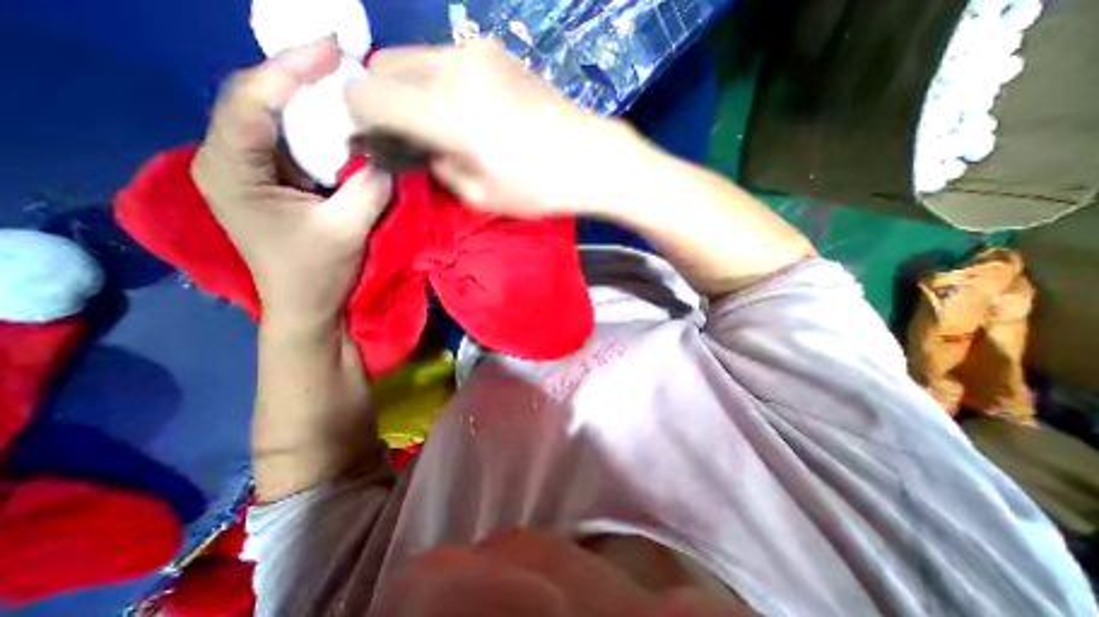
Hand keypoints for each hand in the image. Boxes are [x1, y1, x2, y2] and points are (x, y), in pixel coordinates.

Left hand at [196, 39, 391, 328]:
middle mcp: (225, 160)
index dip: (292, 69)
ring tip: (343, 89)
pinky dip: (313, 132)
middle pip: (256, 100)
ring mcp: (246, 171)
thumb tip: (388, 155)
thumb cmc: (319, 272)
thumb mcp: (348, 228)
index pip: (252, 99)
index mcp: (231, 168)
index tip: (333, 49)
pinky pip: (288, 144)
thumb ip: (369, 186)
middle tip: (342, 64)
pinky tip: (338, 128)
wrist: (308, 306)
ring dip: (308, 104)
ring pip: (272, 120)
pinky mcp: (267, 184)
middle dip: (299, 78)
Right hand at [343, 38, 636, 216]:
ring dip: (412, 89)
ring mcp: (478, 53)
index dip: (360, 116)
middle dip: (383, 99)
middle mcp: (454, 69)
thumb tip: (422, 148)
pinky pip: (446, 59)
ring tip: (442, 125)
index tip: (377, 139)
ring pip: (414, 58)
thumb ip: (439, 168)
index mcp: (447, 114)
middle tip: (409, 134)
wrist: (591, 158)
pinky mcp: (498, 52)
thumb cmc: (540, 188)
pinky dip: (439, 81)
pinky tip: (467, 110)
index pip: (367, 94)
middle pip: (383, 66)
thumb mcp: (481, 196)